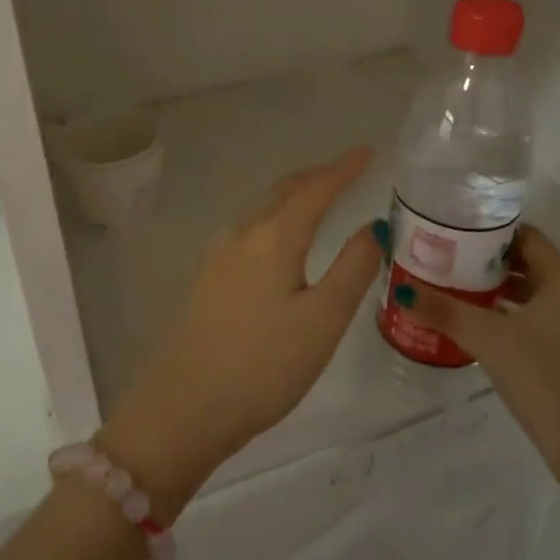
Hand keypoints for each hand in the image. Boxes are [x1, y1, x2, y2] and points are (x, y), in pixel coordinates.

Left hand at [100, 148, 381, 511]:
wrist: (186, 407)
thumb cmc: (265, 365)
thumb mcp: (323, 319)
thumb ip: (353, 268)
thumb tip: (374, 226)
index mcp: (273, 238)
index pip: (315, 189)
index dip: (344, 169)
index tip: (368, 152)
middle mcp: (242, 234)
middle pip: (285, 192)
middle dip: (318, 177)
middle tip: (349, 170)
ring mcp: (219, 255)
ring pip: (265, 212)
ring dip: (295, 198)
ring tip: (322, 199)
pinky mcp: (208, 278)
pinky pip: (251, 232)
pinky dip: (277, 222)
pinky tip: (283, 242)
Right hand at [393, 225, 559, 499]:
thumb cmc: (546, 379)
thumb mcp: (489, 339)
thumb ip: (444, 311)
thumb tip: (401, 291)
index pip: (525, 235)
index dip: (489, 229)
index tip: (452, 229)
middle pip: (524, 262)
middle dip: (484, 259)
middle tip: (442, 257)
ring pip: (527, 293)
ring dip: (492, 288)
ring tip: (449, 286)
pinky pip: (531, 319)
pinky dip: (504, 315)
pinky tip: (473, 324)